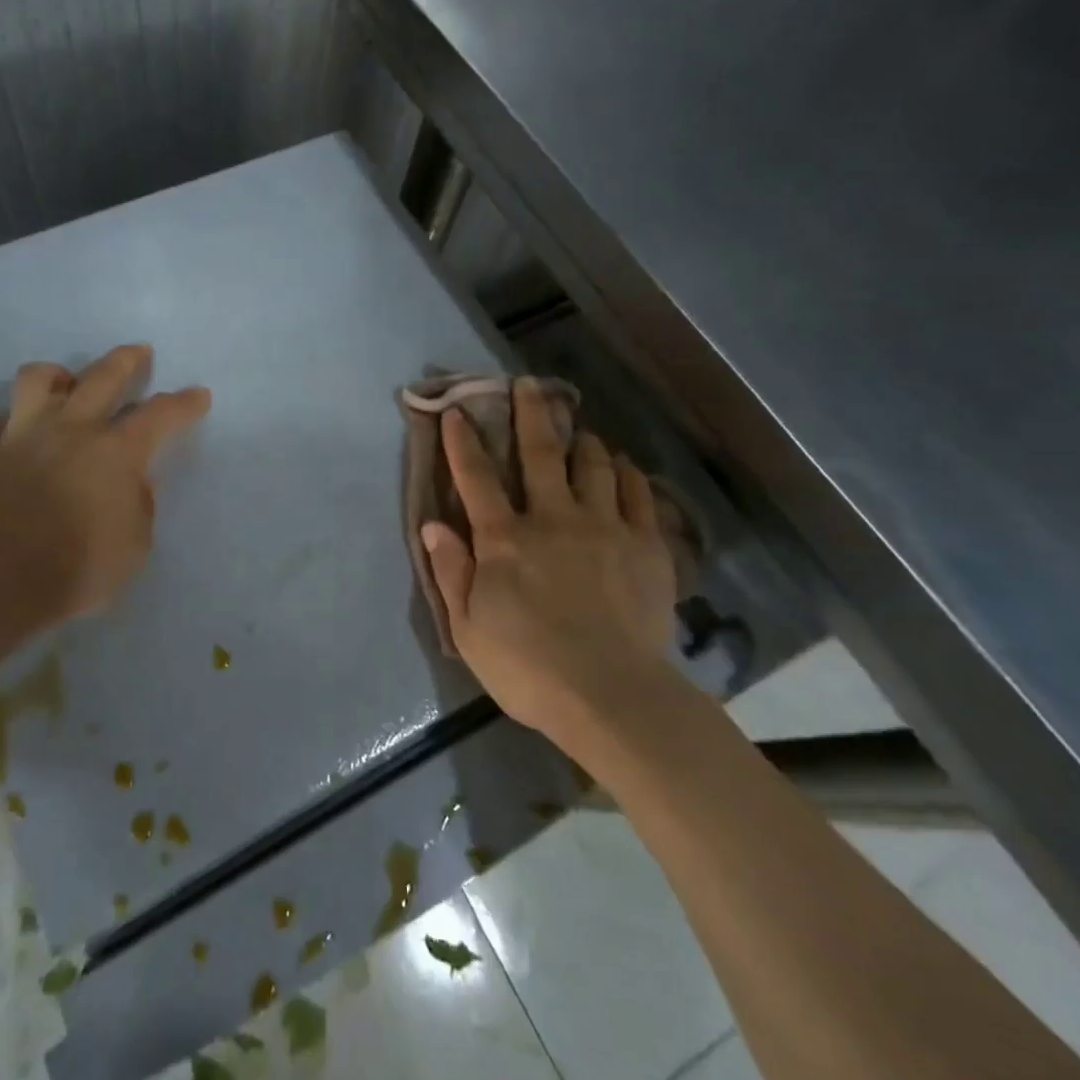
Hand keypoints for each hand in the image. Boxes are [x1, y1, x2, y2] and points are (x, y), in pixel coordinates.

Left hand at [0, 345, 210, 621]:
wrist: (2, 580)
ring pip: (36, 379)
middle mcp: (71, 428)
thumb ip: (139, 505)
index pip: (160, 414)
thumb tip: (131, 484)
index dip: (183, 403)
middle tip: (139, 353)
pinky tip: (9, 438)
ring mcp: (22, 434)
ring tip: (64, 385)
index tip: (198, 395)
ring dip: (56, 376)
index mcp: (116, 450)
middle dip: (127, 360)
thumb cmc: (80, 567)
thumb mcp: (135, 544)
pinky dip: (2, 427)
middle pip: (103, 375)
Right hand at [421, 378, 682, 738]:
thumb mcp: (468, 628)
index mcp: (504, 539)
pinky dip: (628, 474)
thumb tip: (433, 525)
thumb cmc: (528, 667)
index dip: (463, 441)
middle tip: (529, 383)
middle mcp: (552, 518)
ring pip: (594, 465)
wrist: (612, 696)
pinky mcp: (645, 545)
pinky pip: (638, 494)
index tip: (458, 410)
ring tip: (581, 429)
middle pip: (540, 453)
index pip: (476, 478)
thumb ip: (451, 571)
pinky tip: (624, 467)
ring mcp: (604, 527)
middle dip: (531, 413)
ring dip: (583, 441)